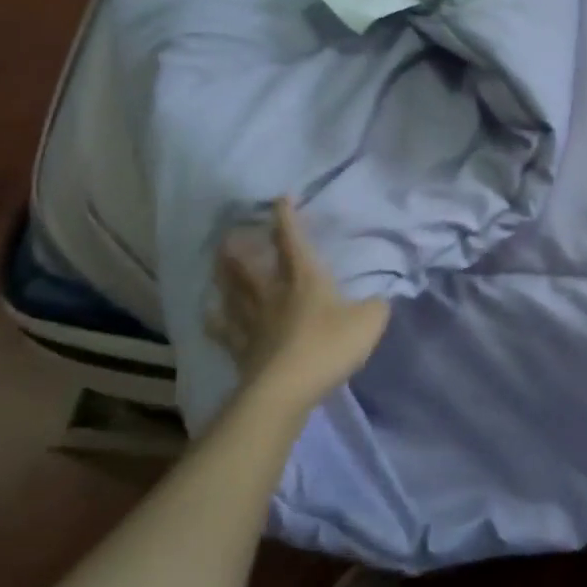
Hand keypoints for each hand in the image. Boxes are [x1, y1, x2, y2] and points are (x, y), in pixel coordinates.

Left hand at [209, 198, 391, 415]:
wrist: (287, 389)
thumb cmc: (329, 346)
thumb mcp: (369, 322)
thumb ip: (375, 307)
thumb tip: (378, 300)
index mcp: (305, 278)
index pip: (293, 240)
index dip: (287, 218)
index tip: (280, 198)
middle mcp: (274, 294)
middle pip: (251, 266)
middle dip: (241, 248)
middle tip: (229, 235)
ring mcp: (254, 323)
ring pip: (234, 293)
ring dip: (224, 277)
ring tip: (215, 263)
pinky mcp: (242, 351)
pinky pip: (225, 331)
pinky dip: (215, 321)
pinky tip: (207, 314)